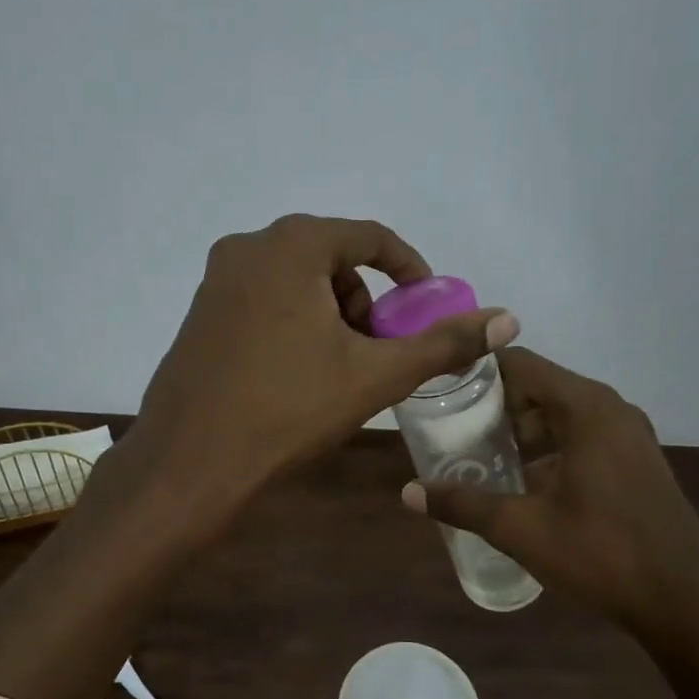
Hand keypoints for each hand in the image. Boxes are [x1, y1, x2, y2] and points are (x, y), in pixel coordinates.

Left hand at [131, 215, 515, 512]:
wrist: (191, 462)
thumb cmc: (288, 410)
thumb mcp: (375, 375)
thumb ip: (443, 343)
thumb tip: (508, 319)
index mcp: (290, 246)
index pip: (369, 237)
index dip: (408, 270)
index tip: (425, 307)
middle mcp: (247, 248)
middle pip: (331, 258)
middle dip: (365, 300)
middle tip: (377, 350)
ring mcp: (216, 281)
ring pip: (296, 281)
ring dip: (330, 314)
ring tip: (339, 369)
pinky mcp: (200, 314)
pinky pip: (263, 300)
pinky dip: (294, 323)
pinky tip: (296, 375)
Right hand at [403, 348, 698, 686]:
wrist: (682, 603)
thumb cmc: (600, 555)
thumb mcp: (521, 529)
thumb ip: (462, 504)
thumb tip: (408, 492)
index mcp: (586, 409)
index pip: (520, 364)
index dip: (477, 371)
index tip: (440, 388)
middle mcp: (610, 409)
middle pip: (539, 387)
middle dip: (494, 406)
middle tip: (450, 428)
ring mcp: (629, 435)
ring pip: (561, 414)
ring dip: (521, 430)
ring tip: (478, 455)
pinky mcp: (637, 460)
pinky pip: (582, 436)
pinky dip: (548, 447)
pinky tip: (521, 481)